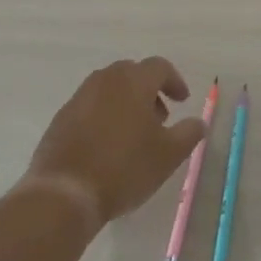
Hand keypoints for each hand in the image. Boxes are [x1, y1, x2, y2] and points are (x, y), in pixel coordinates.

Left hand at [24, 58, 207, 226]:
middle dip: (149, 91)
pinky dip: (104, 116)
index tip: (182, 102)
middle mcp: (105, 80)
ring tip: (134, 134)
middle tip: (159, 118)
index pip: (159, 67)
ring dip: (126, 103)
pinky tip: (107, 146)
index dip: (175, 82)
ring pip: (110, 89)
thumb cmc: (124, 168)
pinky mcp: (61, 118)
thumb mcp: (169, 155)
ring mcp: (79, 97)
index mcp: (133, 81)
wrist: (64, 193)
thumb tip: (199, 122)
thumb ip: (189, 133)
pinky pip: (90, 106)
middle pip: (132, 74)